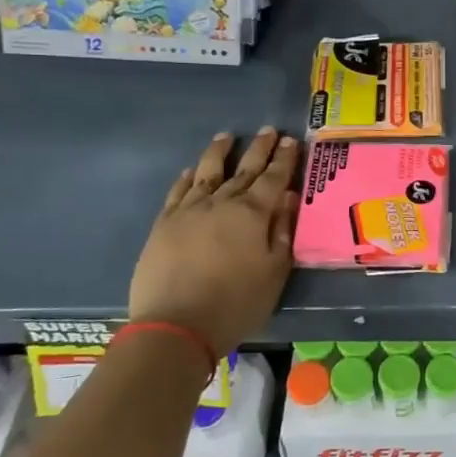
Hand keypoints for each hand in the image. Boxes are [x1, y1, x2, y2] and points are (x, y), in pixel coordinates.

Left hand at [128, 128, 300, 352]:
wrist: (176, 326)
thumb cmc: (236, 303)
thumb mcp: (274, 272)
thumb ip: (282, 231)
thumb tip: (288, 198)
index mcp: (253, 214)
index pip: (273, 178)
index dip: (284, 159)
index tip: (291, 140)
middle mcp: (221, 203)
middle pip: (243, 169)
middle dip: (258, 149)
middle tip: (268, 130)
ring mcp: (189, 211)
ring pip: (206, 173)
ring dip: (219, 153)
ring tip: (226, 137)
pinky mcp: (164, 225)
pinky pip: (178, 192)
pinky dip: (187, 178)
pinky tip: (191, 172)